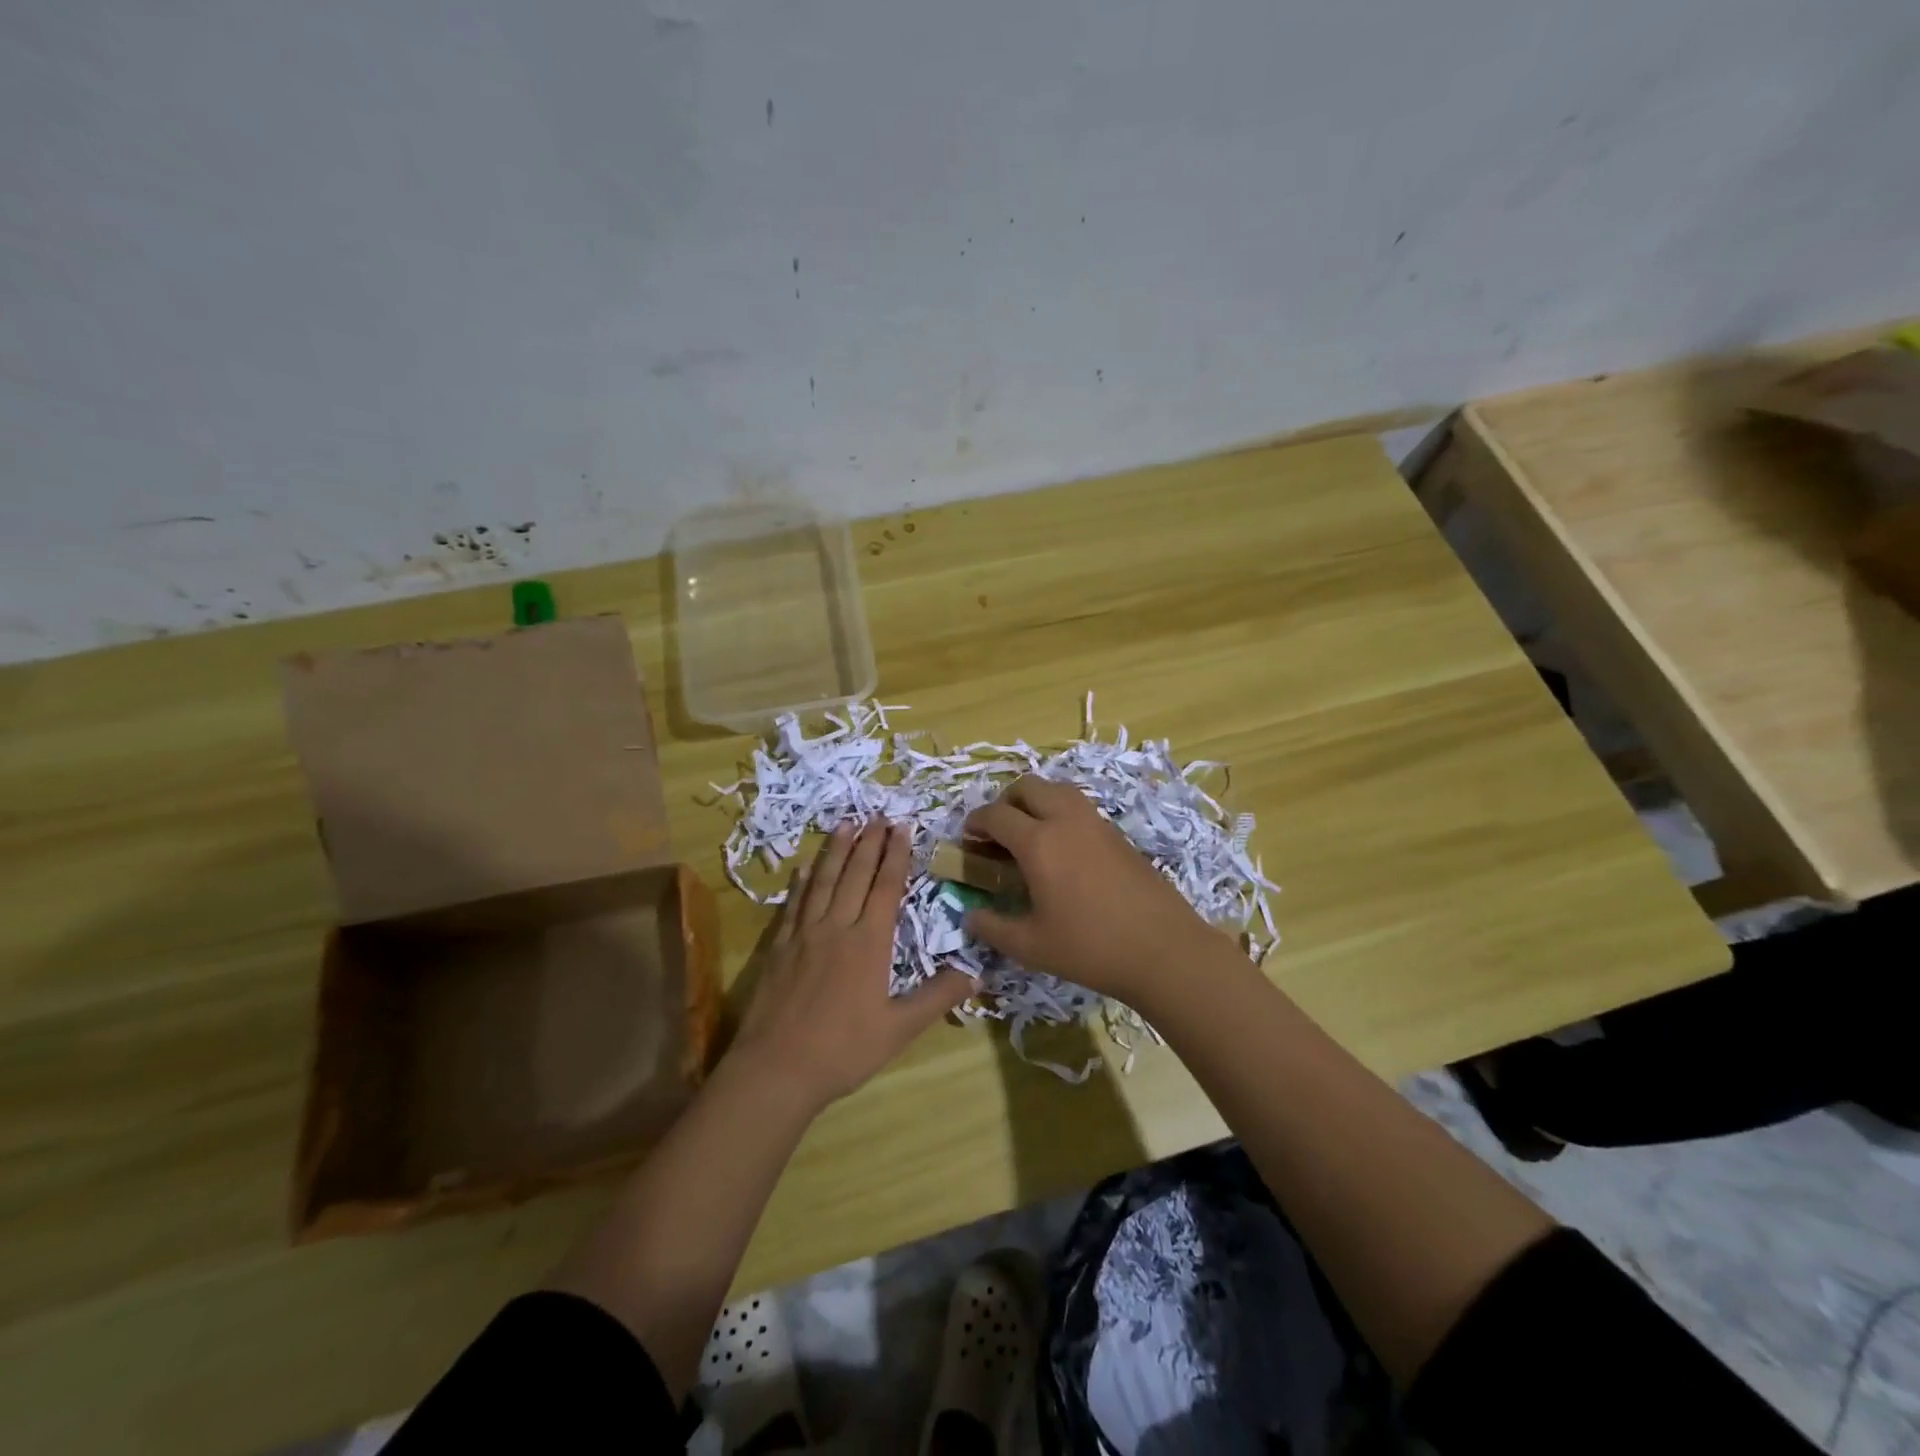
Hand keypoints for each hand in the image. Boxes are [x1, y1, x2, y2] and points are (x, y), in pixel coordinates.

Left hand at [729, 820, 972, 1114]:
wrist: (776, 1069)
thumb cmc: (843, 1050)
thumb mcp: (899, 1029)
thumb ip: (937, 997)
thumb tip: (976, 972)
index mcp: (869, 943)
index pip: (886, 887)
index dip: (895, 856)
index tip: (902, 827)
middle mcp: (837, 927)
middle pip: (855, 875)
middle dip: (869, 842)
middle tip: (878, 814)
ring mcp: (804, 934)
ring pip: (823, 881)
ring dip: (835, 851)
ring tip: (845, 823)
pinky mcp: (780, 947)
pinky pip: (793, 904)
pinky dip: (801, 882)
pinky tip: (803, 868)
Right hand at [962, 776, 1215, 1002]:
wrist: (1164, 949)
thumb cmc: (1090, 948)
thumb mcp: (1031, 946)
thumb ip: (993, 928)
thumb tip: (971, 915)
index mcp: (1038, 842)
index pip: (996, 814)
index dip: (975, 822)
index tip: (967, 838)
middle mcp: (1066, 820)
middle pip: (1027, 787)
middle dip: (1005, 802)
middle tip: (997, 832)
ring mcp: (1096, 823)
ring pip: (1057, 790)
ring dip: (1035, 802)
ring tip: (1029, 835)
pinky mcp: (1117, 834)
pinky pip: (1079, 807)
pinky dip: (1060, 813)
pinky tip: (1062, 850)